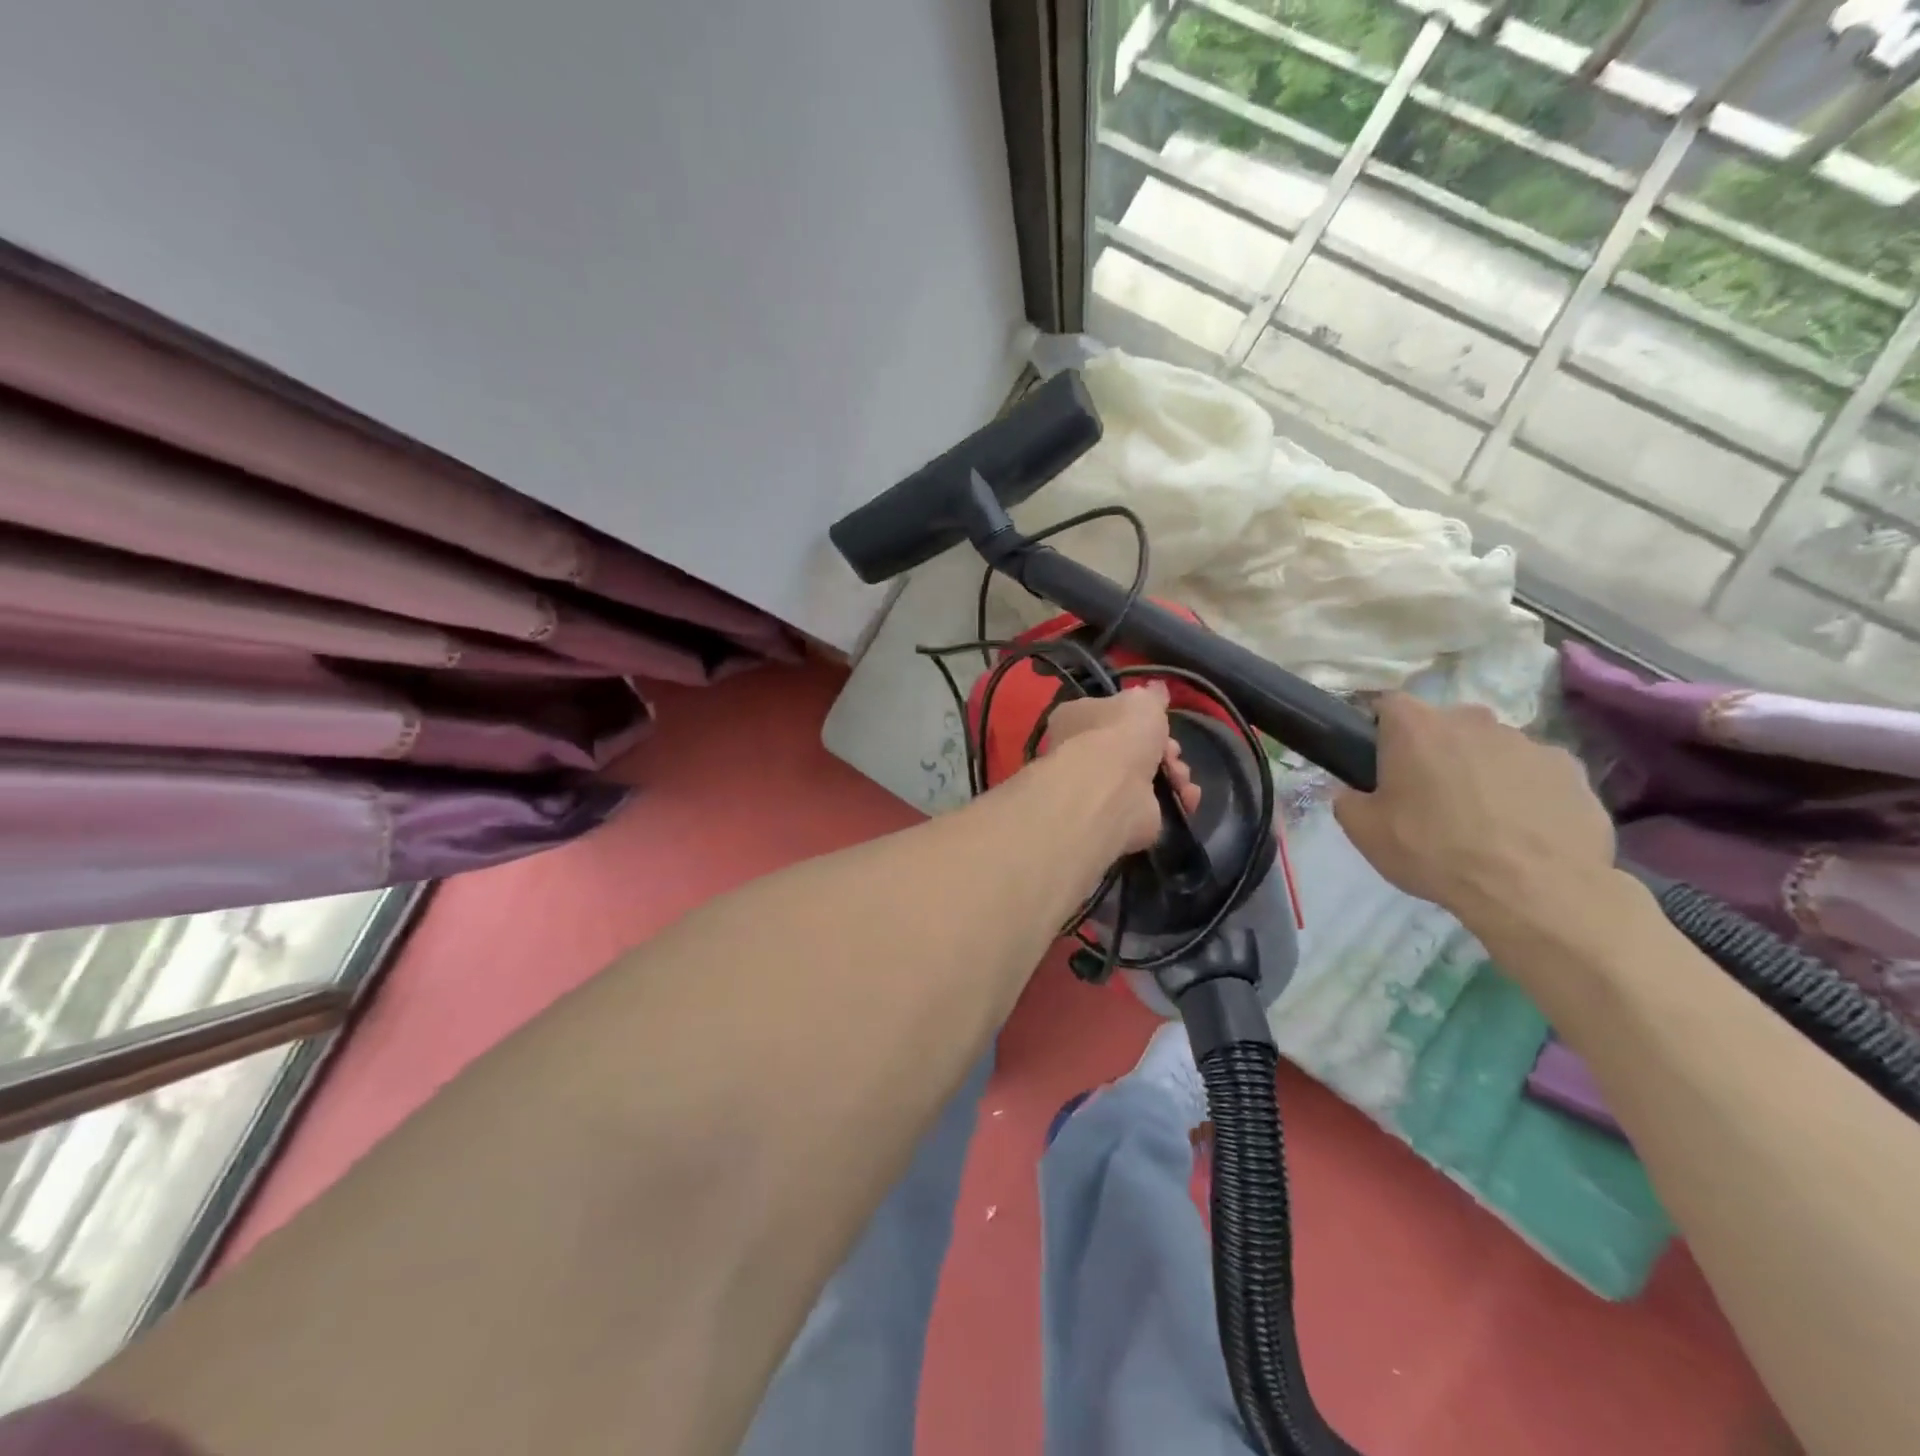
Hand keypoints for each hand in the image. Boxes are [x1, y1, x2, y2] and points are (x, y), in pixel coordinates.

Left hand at [1042, 683, 1199, 853]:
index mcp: (1077, 719)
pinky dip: (1177, 798)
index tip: (1158, 719)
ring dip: (1175, 774)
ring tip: (1179, 776)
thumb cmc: (1119, 734)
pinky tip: (1185, 796)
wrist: (1112, 790)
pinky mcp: (1123, 815)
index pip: (1108, 713)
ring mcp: (1103, 787)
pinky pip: (1158, 804)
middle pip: (1135, 746)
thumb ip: (1151, 695)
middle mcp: (1084, 753)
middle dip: (1164, 748)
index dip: (1137, 717)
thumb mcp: (1141, 700)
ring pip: (1151, 775)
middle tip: (1171, 751)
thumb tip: (1155, 688)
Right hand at [1333, 695, 1614, 922]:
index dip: (1381, 730)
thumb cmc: (1434, 852)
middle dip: (1435, 751)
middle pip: (1444, 725)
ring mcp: (1528, 742)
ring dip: (1481, 771)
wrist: (1534, 891)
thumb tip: (1351, 791)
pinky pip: (1534, 773)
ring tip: (1482, 820)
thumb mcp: (1364, 832)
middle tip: (1429, 797)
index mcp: (1416, 728)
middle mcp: (1472, 721)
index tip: (1380, 763)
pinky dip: (1525, 792)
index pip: (1388, 704)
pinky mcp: (1571, 770)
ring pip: (1491, 749)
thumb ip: (1347, 801)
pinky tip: (1522, 830)